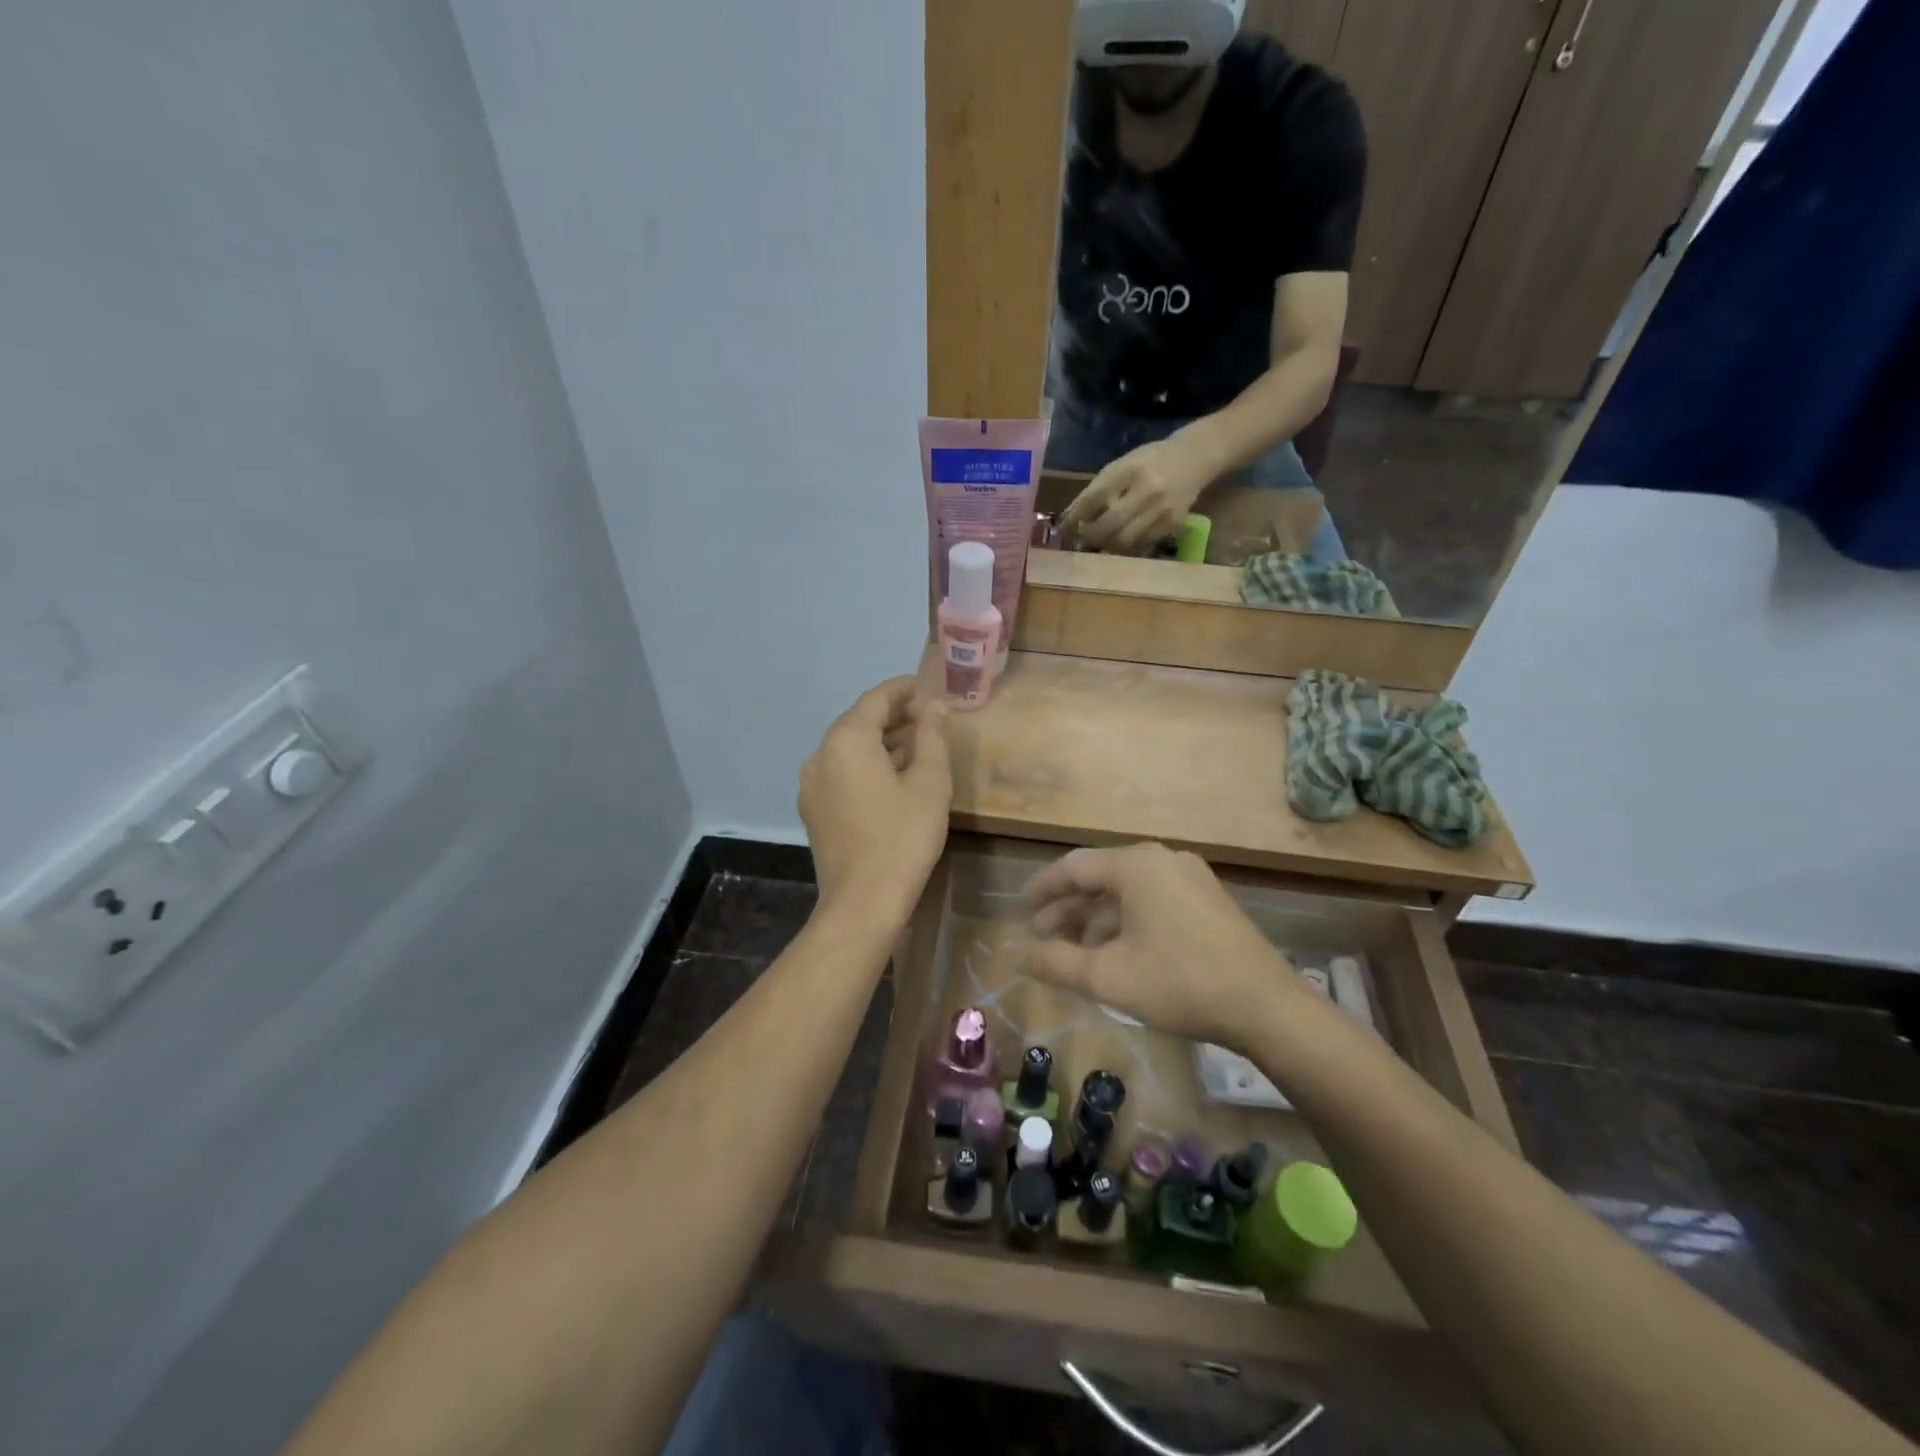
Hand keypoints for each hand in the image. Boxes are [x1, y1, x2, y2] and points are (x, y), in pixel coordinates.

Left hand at [799, 677, 951, 927]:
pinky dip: (866, 765)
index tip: (930, 689)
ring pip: (848, 748)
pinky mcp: (813, 810)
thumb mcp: (930, 783)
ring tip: (917, 748)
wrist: (863, 903)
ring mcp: (812, 784)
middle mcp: (820, 755)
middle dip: (894, 716)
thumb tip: (935, 707)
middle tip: (929, 718)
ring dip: (880, 742)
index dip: (905, 689)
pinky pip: (841, 773)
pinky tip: (892, 779)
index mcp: (846, 740)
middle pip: (858, 721)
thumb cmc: (903, 837)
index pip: (876, 698)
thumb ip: (932, 736)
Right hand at [1022, 842, 1304, 1050]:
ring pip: (1128, 890)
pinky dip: (1126, 919)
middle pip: (1101, 876)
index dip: (1043, 888)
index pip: (1074, 867)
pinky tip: (1117, 950)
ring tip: (1074, 950)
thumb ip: (1056, 962)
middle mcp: (1161, 859)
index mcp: (1135, 865)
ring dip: (1097, 917)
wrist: (1267, 1007)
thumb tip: (1018, 955)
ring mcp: (1189, 876)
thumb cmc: (1180, 983)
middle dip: (1068, 907)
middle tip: (1042, 935)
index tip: (1021, 908)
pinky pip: (1152, 898)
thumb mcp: (1109, 977)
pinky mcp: (1207, 897)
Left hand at [1059, 433, 1215, 552]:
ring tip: (1098, 542)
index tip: (1063, 528)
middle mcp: (1147, 491)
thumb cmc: (1151, 460)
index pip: (1095, 498)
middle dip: (1090, 535)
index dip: (1076, 516)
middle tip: (1081, 538)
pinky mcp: (1172, 524)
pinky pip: (1141, 544)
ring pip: (1125, 540)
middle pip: (1109, 524)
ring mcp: (1162, 510)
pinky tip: (1119, 542)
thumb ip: (1099, 487)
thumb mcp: (1123, 464)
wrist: (1195, 457)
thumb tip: (1072, 516)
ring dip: (1106, 545)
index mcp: (1130, 470)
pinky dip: (1125, 547)